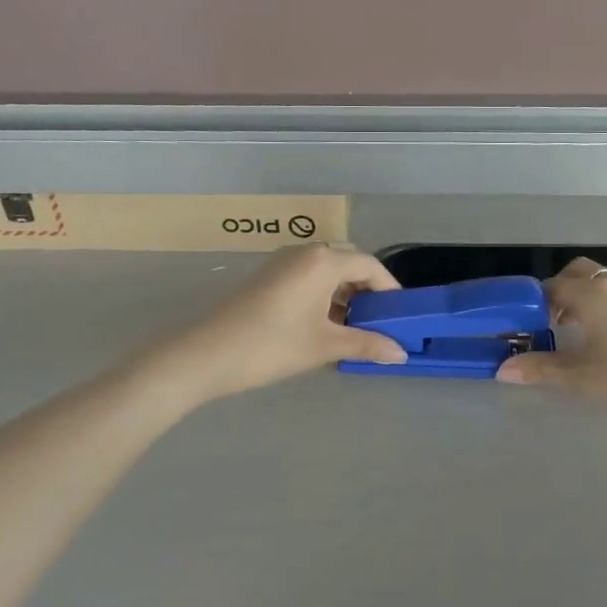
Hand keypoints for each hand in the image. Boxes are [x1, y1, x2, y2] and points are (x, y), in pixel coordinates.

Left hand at [154, 243, 406, 404]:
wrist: (206, 354)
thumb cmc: (271, 346)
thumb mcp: (324, 346)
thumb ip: (366, 344)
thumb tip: (401, 353)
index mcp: (322, 261)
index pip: (369, 265)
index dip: (389, 288)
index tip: (401, 314)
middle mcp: (305, 252)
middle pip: (348, 261)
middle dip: (368, 287)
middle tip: (380, 318)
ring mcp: (283, 262)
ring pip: (327, 268)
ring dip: (345, 291)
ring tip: (355, 325)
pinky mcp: (268, 276)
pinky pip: (308, 275)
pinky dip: (324, 293)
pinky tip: (325, 323)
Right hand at [496, 258, 606, 431]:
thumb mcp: (581, 378)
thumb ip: (541, 369)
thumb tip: (503, 369)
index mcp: (590, 294)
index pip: (551, 287)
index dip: (534, 304)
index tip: (526, 326)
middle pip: (578, 272)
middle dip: (560, 290)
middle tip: (550, 322)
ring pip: (604, 278)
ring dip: (586, 292)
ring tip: (579, 326)